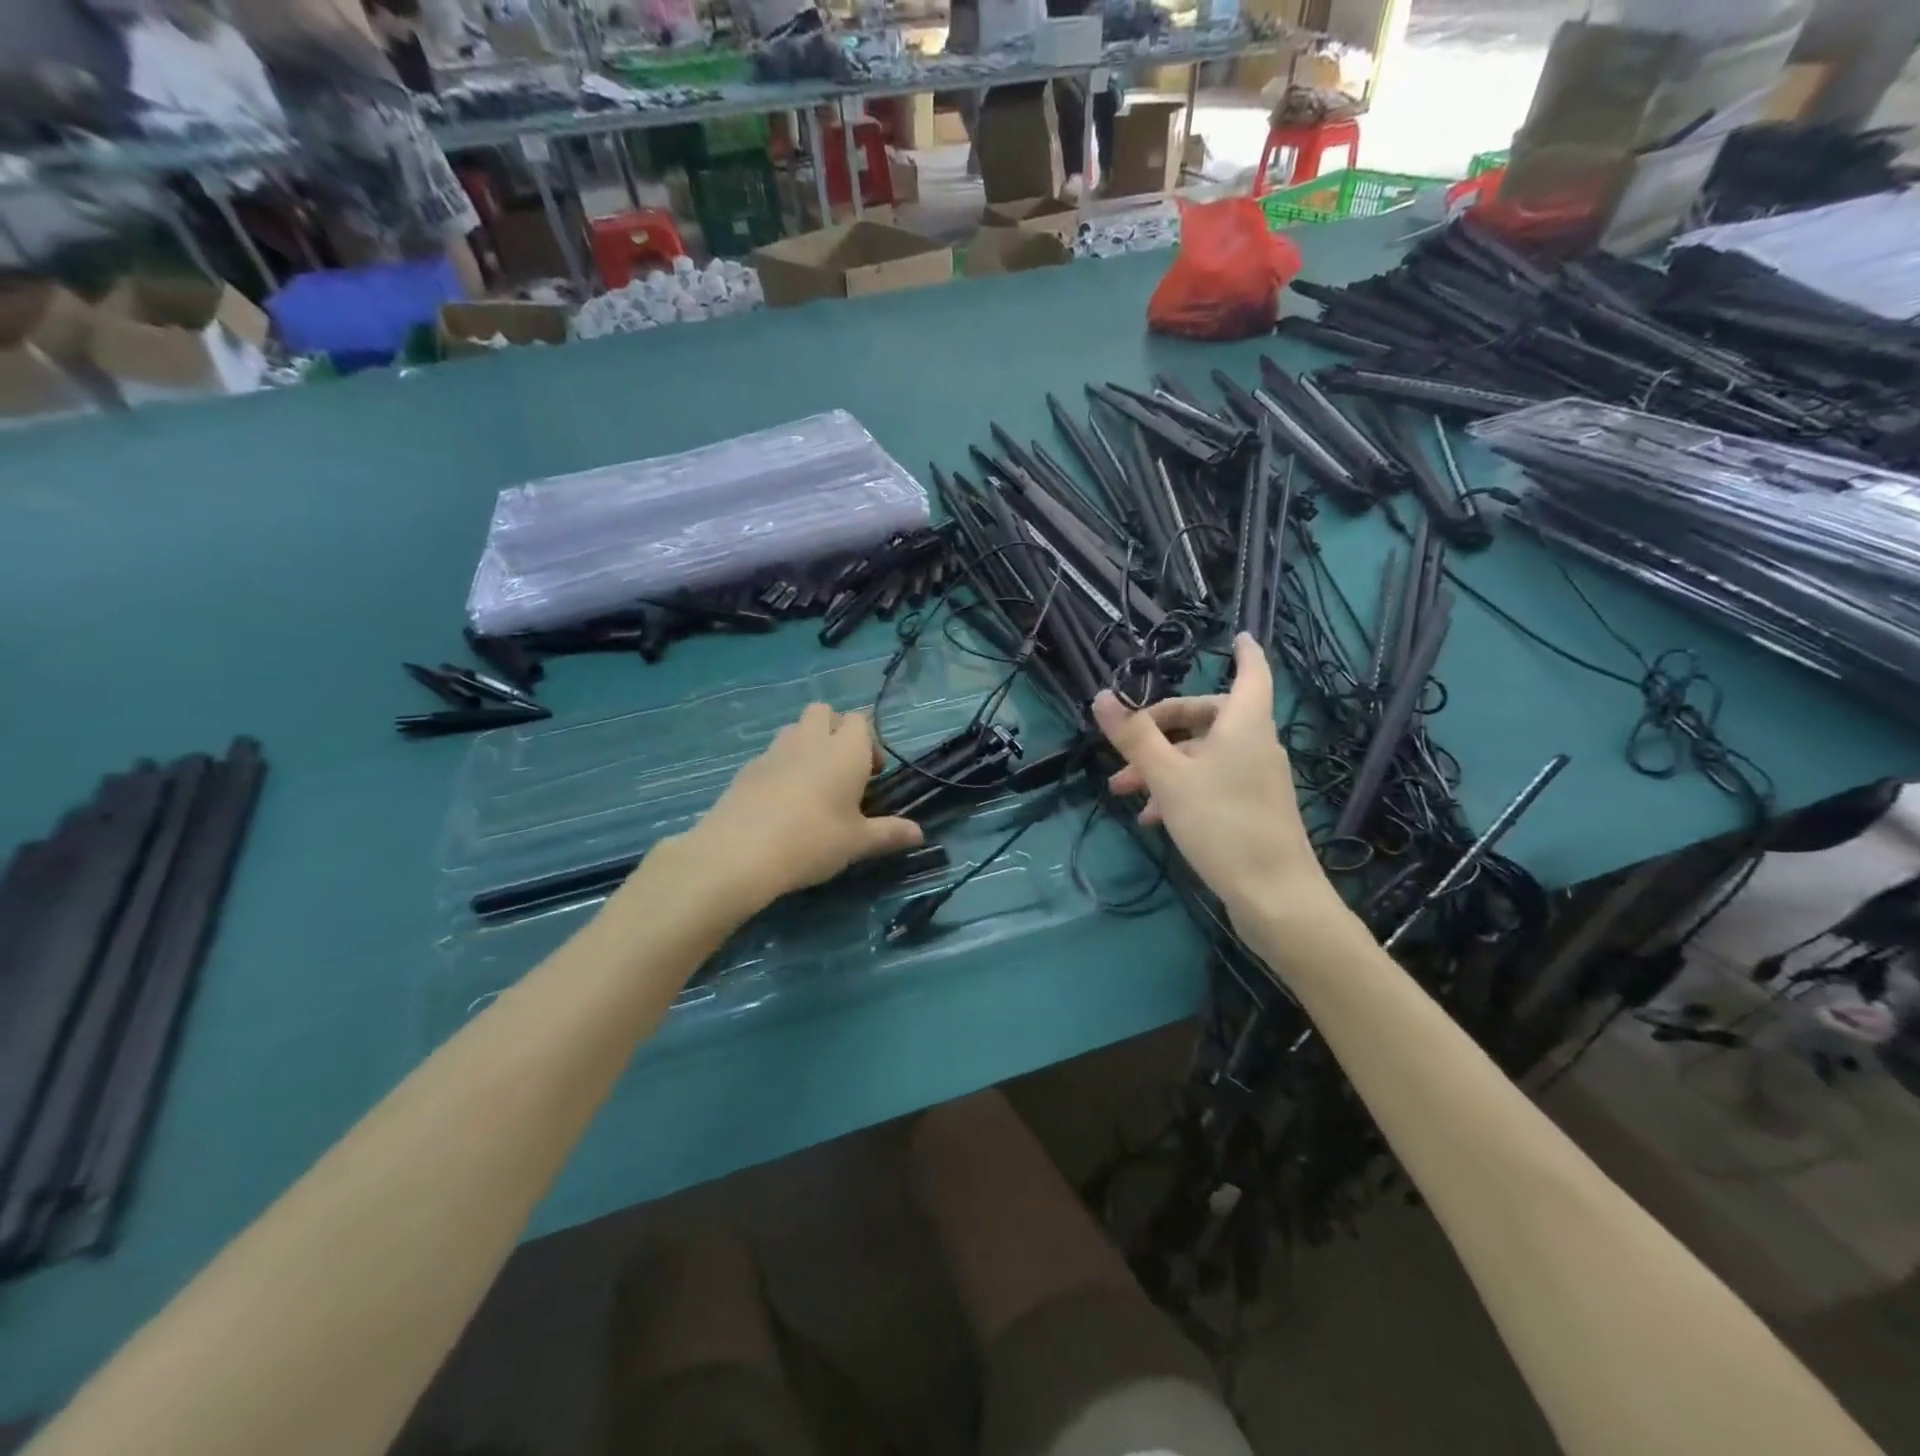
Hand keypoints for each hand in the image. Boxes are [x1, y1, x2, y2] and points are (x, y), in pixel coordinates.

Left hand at [682, 704, 923, 910]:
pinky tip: (781, 802)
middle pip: (823, 711)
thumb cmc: (812, 841)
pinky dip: (781, 766)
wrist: (739, 852)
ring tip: (812, 784)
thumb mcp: (857, 843)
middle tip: (841, 770)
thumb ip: (889, 833)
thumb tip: (920, 834)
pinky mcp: (747, 768)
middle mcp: (810, 741)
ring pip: (795, 729)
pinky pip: (771, 754)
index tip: (872, 774)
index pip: (860, 721)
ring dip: (807, 744)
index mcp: (844, 751)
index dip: (869, 741)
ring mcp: (774, 751)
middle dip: (835, 729)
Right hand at [1092, 634, 1335, 929]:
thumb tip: (1103, 696)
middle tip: (1124, 743)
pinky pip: (1211, 782)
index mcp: (1244, 724)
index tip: (1236, 636)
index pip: (1252, 672)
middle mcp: (1255, 744)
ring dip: (1163, 764)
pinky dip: (1181, 788)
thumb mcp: (1169, 778)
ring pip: (1204, 754)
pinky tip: (1152, 817)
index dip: (1244, 652)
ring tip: (1123, 789)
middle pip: (1209, 715)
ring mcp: (1256, 778)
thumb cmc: (1222, 824)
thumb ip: (1136, 737)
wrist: (1274, 896)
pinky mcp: (1251, 809)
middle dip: (1162, 725)